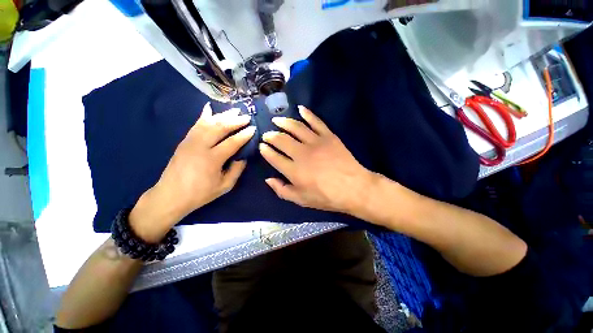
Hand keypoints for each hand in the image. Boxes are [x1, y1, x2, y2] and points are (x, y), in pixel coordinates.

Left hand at [130, 103, 254, 241]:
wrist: (171, 196)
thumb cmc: (201, 193)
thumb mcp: (225, 186)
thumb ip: (237, 169)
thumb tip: (243, 156)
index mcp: (212, 159)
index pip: (232, 142)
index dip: (244, 135)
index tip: (253, 128)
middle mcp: (200, 146)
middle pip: (220, 128)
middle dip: (235, 121)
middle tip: (246, 116)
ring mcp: (190, 141)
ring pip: (209, 123)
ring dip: (223, 115)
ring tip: (234, 110)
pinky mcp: (184, 141)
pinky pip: (196, 124)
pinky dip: (204, 115)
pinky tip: (210, 107)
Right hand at [259, 106, 375, 215]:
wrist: (353, 188)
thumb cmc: (326, 196)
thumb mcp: (301, 200)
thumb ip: (282, 190)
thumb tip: (268, 179)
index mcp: (293, 170)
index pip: (273, 157)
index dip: (265, 151)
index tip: (261, 146)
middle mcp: (301, 153)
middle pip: (281, 139)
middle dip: (270, 135)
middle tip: (267, 134)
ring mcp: (315, 142)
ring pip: (295, 127)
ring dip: (283, 122)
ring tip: (276, 120)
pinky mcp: (328, 136)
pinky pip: (316, 121)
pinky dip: (307, 114)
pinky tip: (300, 109)